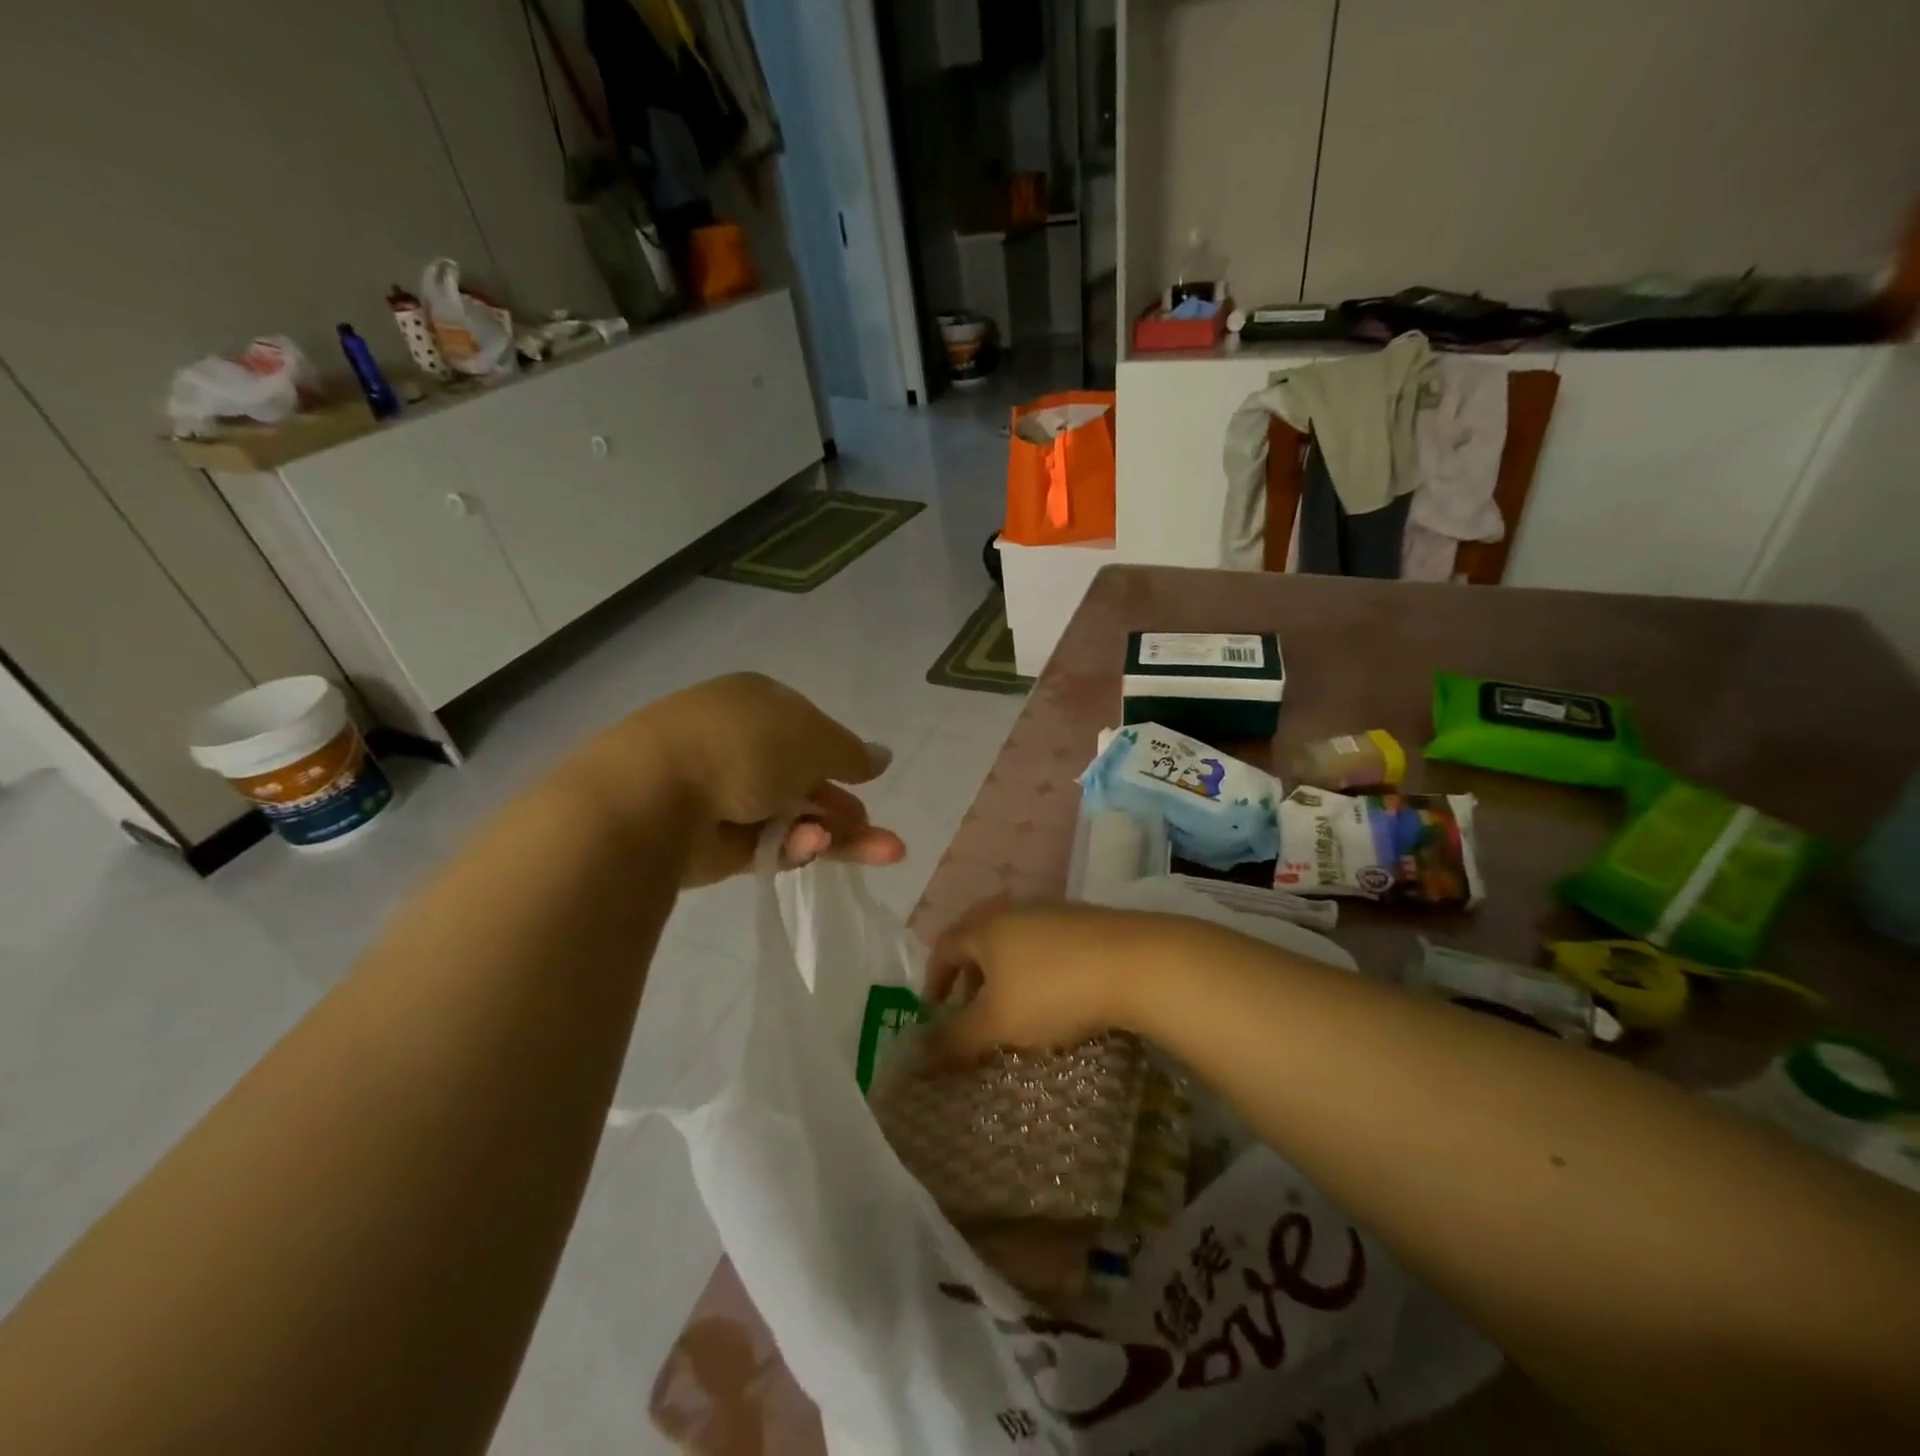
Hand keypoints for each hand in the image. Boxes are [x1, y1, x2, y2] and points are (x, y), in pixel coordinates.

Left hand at [568, 673, 904, 885]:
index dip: (841, 755)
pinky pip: (768, 844)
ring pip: (794, 818)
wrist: (653, 797)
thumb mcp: (813, 739)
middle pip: (805, 779)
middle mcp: (740, 745)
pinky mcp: (715, 843)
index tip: (866, 778)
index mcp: (757, 703)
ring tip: (884, 854)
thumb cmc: (742, 747)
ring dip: (837, 835)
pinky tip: (812, 848)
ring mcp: (725, 794)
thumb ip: (851, 752)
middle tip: (882, 836)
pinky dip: (795, 847)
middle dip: (846, 807)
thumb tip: (882, 757)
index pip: (808, 728)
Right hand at [922, 902, 1183, 1060]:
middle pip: (978, 940)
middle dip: (969, 977)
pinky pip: (1044, 944)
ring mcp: (1051, 911)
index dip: (934, 980)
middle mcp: (1013, 910)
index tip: (934, 1011)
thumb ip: (954, 1039)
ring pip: (1013, 942)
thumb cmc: (1053, 990)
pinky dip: (1034, 969)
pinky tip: (1054, 995)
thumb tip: (914, 1054)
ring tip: (1014, 1009)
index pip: (944, 947)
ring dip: (1003, 974)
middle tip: (971, 1011)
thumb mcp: (997, 1023)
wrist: (1136, 963)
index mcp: (984, 927)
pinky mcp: (1084, 921)